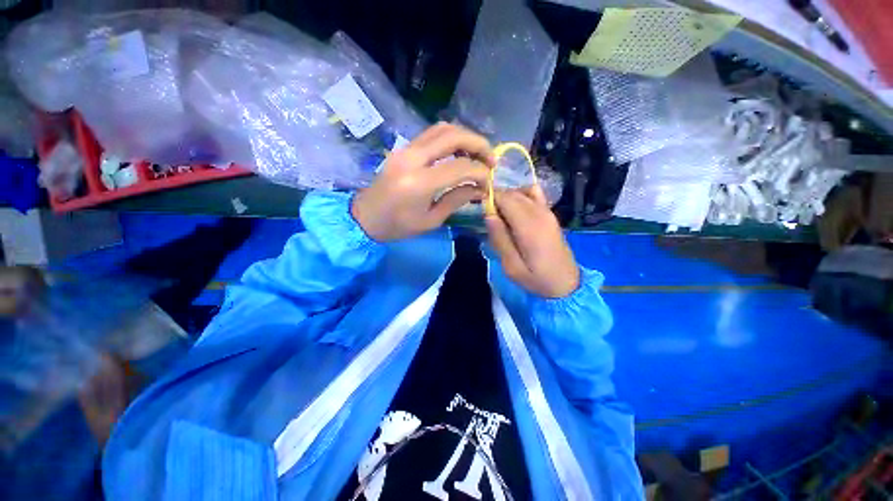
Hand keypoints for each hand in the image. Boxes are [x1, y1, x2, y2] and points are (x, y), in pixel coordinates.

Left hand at [352, 123, 493, 241]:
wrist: (365, 217)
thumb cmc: (398, 226)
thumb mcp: (431, 220)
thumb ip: (457, 200)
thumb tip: (481, 189)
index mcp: (419, 182)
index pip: (460, 166)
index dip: (480, 172)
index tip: (489, 182)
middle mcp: (412, 158)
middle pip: (453, 136)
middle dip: (479, 144)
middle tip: (491, 159)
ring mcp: (406, 149)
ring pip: (443, 129)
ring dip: (465, 137)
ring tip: (477, 154)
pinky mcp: (403, 148)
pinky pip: (432, 134)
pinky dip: (451, 138)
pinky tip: (459, 152)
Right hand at [486, 186, 579, 297]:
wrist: (566, 283)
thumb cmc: (536, 278)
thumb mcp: (511, 266)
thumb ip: (499, 238)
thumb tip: (488, 214)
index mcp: (528, 226)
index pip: (505, 198)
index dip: (490, 199)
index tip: (481, 211)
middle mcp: (539, 213)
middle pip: (512, 193)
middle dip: (497, 199)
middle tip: (489, 218)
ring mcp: (547, 211)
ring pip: (521, 192)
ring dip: (507, 198)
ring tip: (501, 216)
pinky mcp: (550, 213)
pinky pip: (534, 194)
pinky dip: (521, 195)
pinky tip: (516, 210)